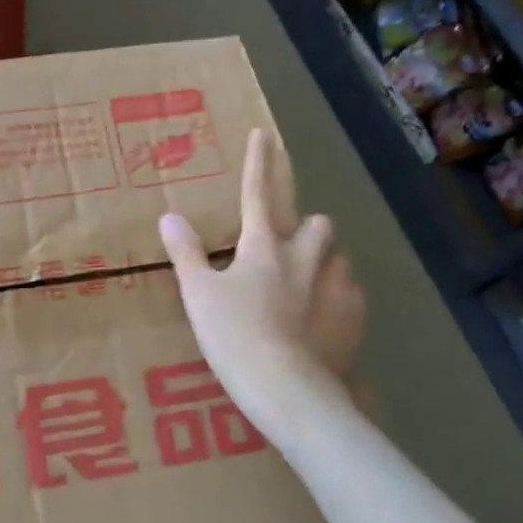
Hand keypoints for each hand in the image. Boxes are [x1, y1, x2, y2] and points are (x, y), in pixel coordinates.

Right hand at [159, 129, 364, 425]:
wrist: (287, 388)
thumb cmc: (234, 336)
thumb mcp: (199, 294)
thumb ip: (186, 253)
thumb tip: (168, 216)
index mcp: (263, 247)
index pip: (257, 193)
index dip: (258, 163)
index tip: (264, 134)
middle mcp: (305, 258)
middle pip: (315, 223)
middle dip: (305, 225)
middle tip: (285, 247)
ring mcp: (335, 287)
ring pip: (336, 258)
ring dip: (321, 262)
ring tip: (304, 286)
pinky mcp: (354, 319)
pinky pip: (350, 294)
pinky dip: (336, 298)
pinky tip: (322, 319)